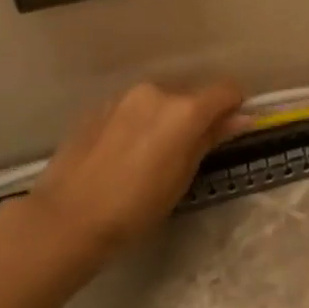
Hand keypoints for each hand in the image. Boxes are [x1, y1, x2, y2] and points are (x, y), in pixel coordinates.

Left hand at [23, 79, 244, 257]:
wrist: (68, 217)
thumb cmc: (136, 207)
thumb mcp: (182, 176)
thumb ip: (211, 138)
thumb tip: (240, 118)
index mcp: (184, 109)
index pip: (226, 89)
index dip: (233, 107)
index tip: (229, 130)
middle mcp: (156, 92)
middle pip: (191, 93)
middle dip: (197, 116)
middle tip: (188, 152)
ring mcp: (123, 97)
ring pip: (160, 100)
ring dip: (166, 118)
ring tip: (151, 155)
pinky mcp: (99, 107)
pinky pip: (133, 108)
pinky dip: (139, 122)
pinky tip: (125, 154)